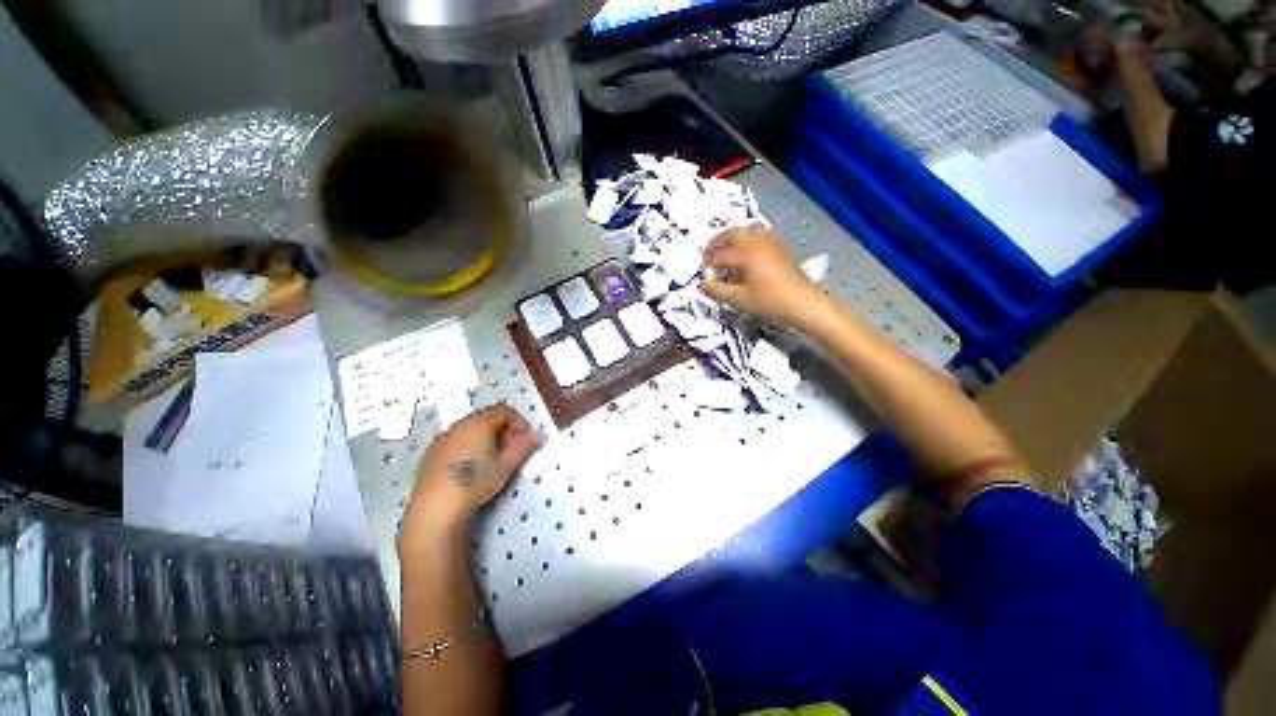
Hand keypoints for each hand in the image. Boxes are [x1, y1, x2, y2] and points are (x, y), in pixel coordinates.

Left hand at [398, 405, 538, 548]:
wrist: (435, 508)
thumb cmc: (476, 482)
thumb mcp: (506, 465)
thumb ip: (523, 447)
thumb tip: (534, 435)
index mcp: (479, 422)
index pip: (504, 410)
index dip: (519, 422)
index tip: (524, 441)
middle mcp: (459, 424)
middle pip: (487, 417)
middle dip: (503, 430)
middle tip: (510, 450)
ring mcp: (442, 438)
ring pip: (470, 429)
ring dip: (485, 438)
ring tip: (491, 461)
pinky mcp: (431, 454)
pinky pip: (456, 441)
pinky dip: (468, 447)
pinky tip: (469, 468)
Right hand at [700, 225, 824, 326]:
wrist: (803, 302)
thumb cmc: (769, 302)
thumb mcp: (740, 299)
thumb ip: (718, 290)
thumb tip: (702, 282)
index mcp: (745, 254)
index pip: (720, 255)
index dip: (708, 262)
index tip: (701, 270)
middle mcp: (756, 243)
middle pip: (732, 234)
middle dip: (717, 242)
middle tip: (708, 253)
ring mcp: (770, 242)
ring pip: (747, 230)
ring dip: (732, 237)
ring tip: (725, 249)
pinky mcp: (779, 247)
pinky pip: (759, 235)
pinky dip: (747, 239)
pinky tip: (746, 251)